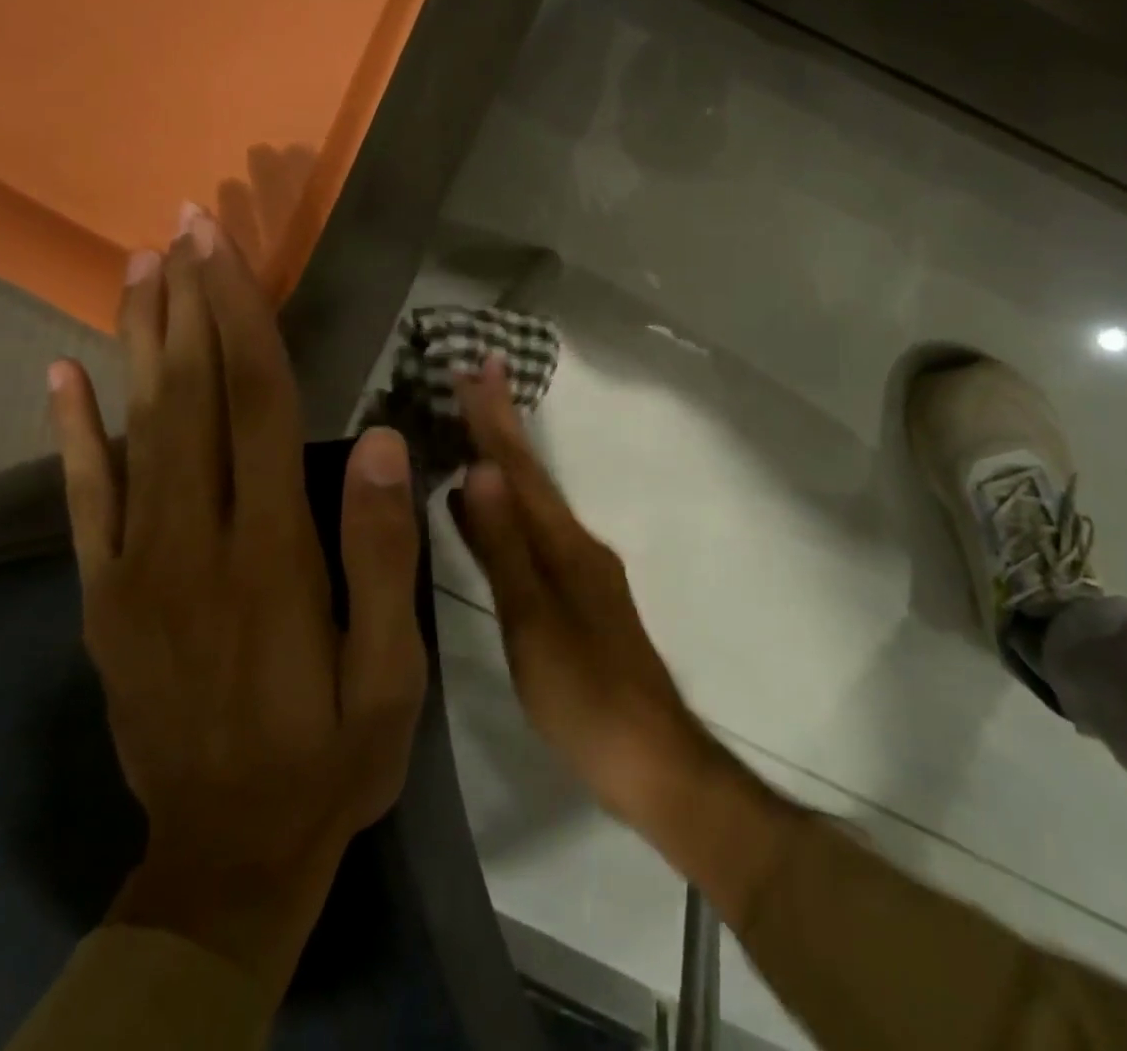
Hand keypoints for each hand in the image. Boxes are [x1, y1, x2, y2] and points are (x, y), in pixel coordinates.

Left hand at [47, 206, 426, 1008]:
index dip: (243, 320)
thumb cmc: (331, 755)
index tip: (228, 251)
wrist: (228, 856)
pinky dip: (71, 432)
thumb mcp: (390, 671)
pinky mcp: (105, 599)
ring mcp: (136, 570)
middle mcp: (193, 543)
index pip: (255, 406)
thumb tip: (376, 441)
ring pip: (135, 431)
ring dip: (139, 342)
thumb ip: (379, 553)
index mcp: (270, 554)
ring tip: (139, 268)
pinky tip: (62, 374)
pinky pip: (84, 501)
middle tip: (184, 226)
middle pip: (189, 399)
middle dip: (189, 303)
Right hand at [449, 357, 797, 921]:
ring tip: (474, 432)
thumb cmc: (586, 697)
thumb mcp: (534, 623)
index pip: (520, 470)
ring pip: (533, 504)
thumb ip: (505, 548)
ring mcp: (582, 572)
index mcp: (565, 545)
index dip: (496, 419)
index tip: (478, 366)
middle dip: (502, 427)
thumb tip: (480, 471)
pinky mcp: (579, 600)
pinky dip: (508, 512)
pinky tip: (489, 515)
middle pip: (530, 477)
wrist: (652, 761)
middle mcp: (577, 545)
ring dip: (504, 464)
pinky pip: (534, 535)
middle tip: (474, 380)